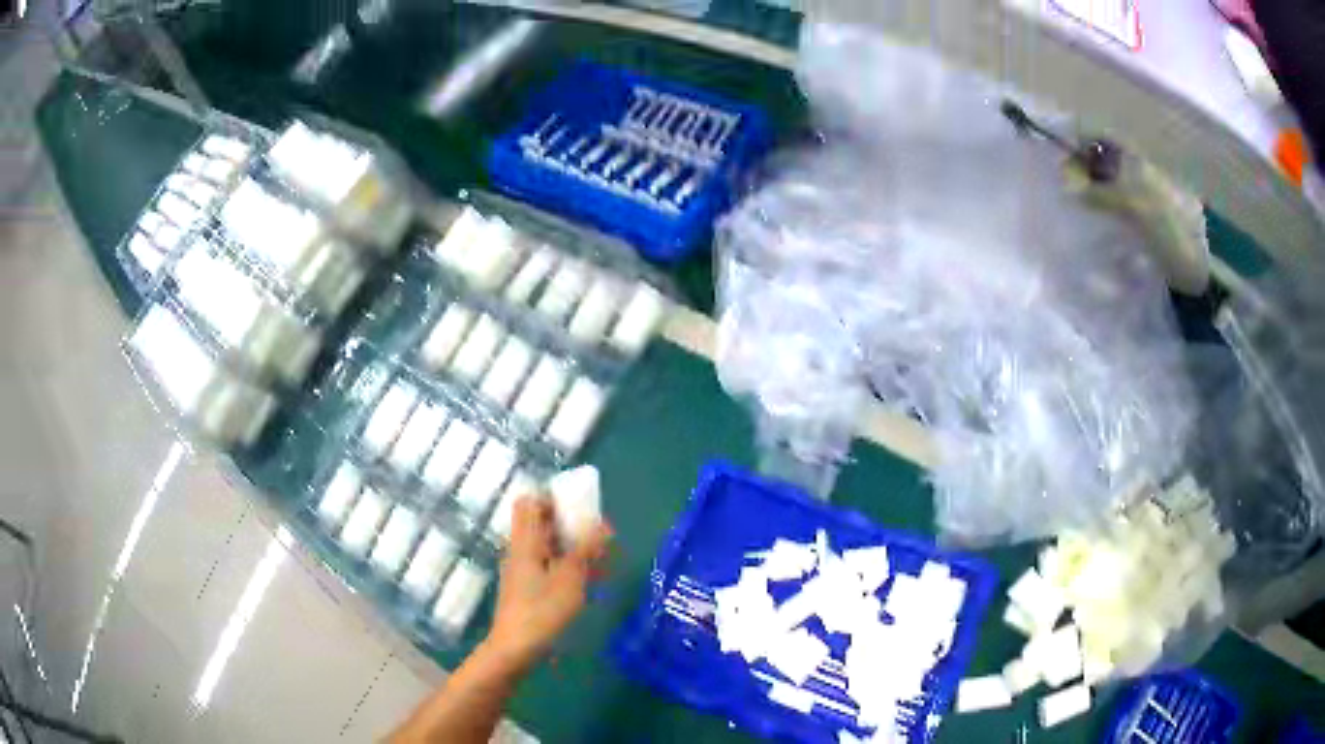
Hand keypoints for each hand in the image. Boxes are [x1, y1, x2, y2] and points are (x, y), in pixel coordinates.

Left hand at [482, 496, 611, 671]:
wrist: (515, 649)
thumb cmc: (541, 610)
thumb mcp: (570, 578)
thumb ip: (585, 549)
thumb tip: (603, 524)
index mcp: (525, 542)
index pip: (529, 503)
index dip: (551, 498)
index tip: (578, 505)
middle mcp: (520, 551)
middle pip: (541, 525)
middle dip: (570, 525)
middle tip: (599, 533)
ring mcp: (522, 572)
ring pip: (548, 548)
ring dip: (573, 548)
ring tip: (603, 558)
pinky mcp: (528, 591)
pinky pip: (549, 568)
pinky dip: (569, 568)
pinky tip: (592, 581)